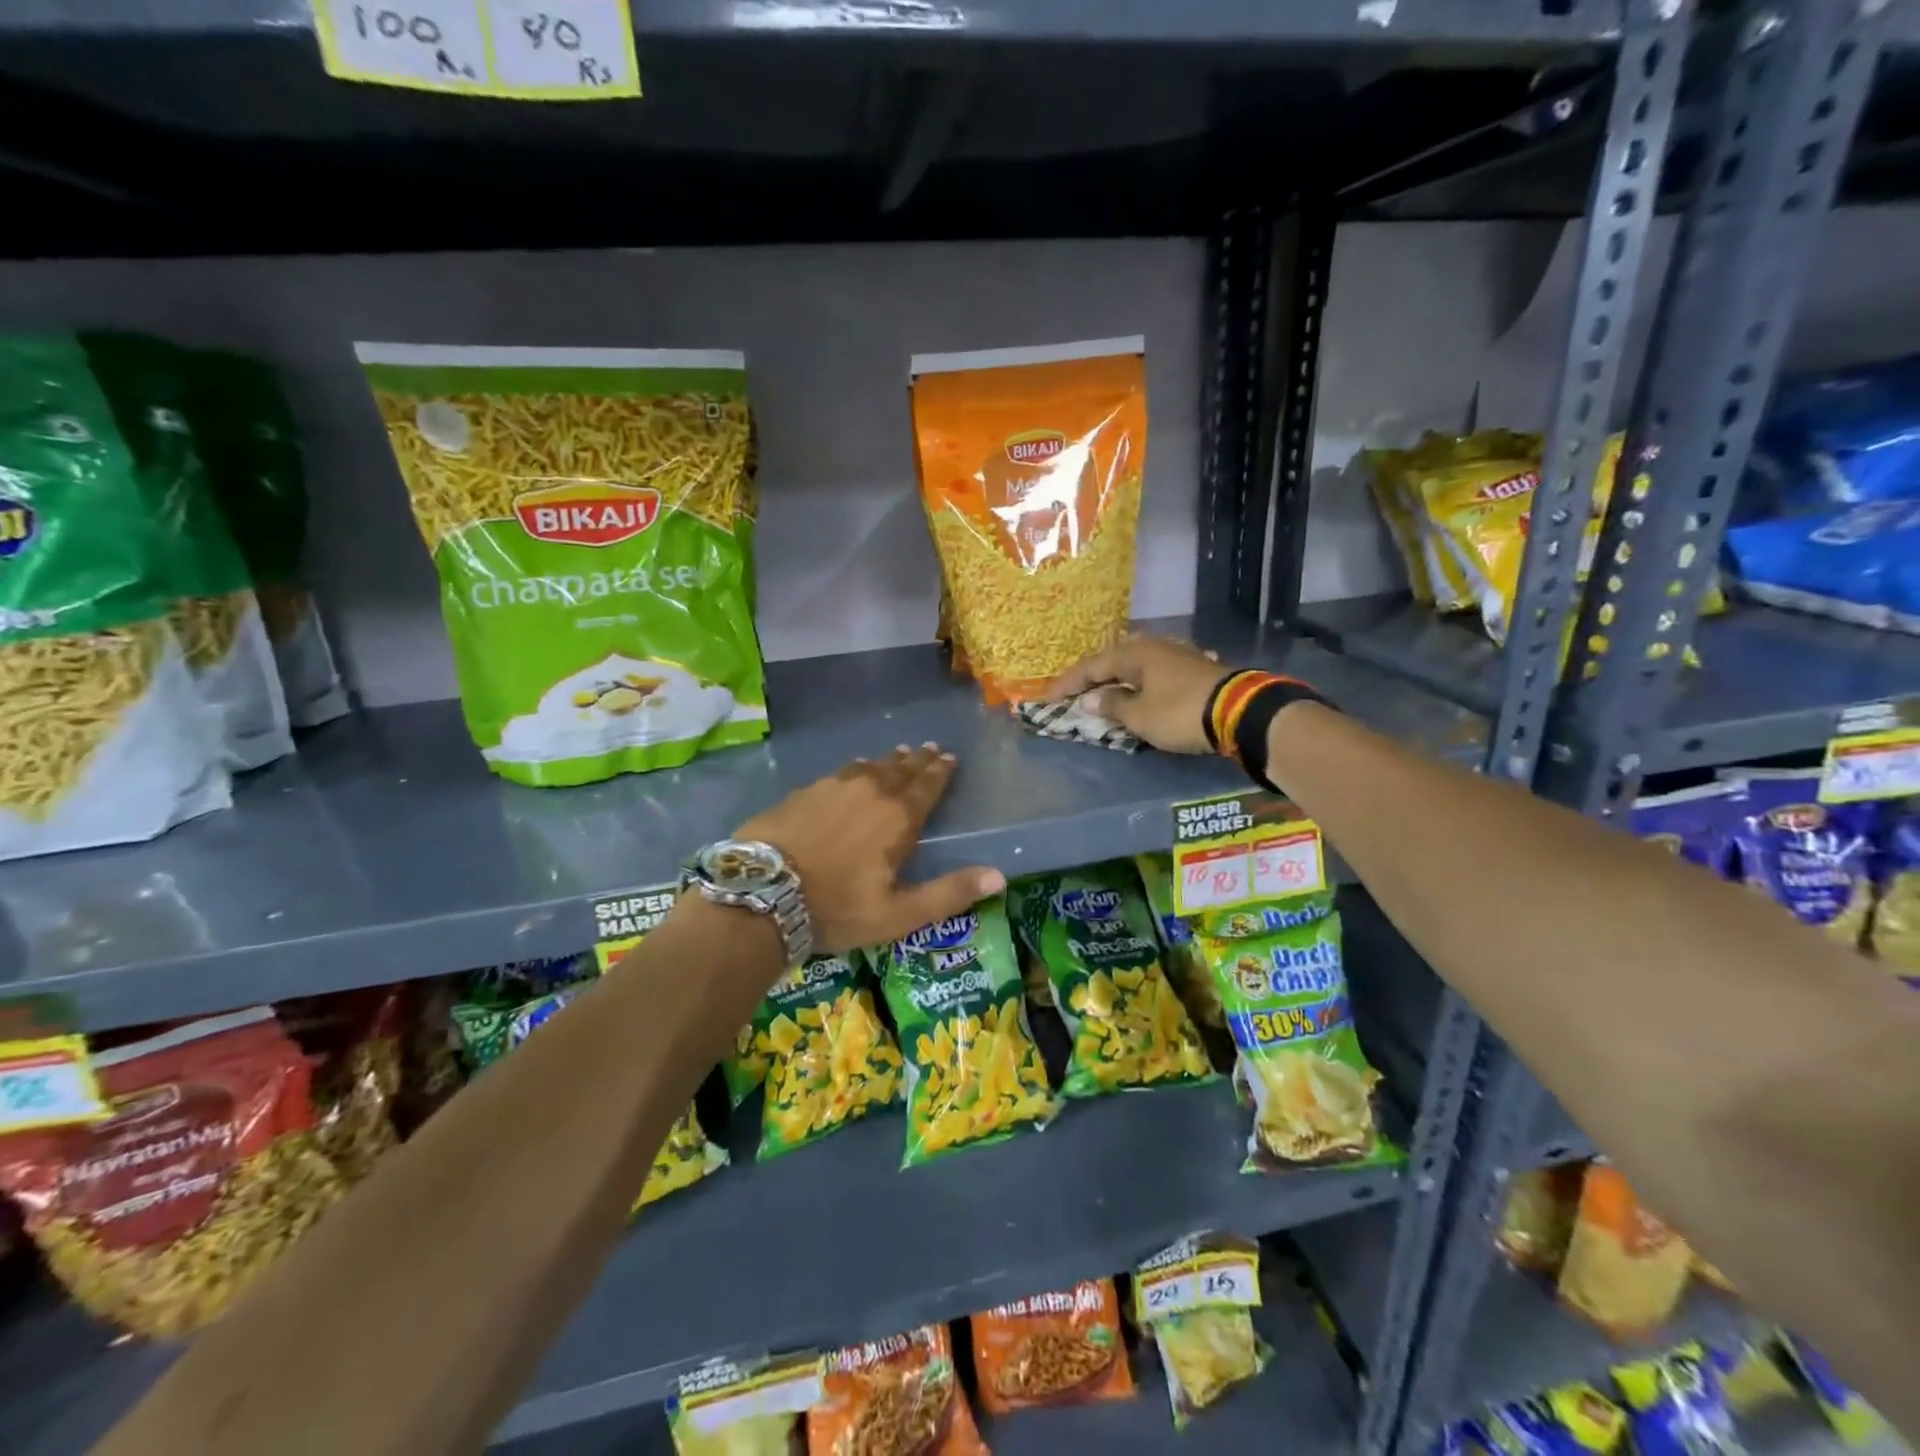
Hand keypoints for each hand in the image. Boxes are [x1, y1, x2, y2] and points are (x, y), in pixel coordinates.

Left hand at [735, 745, 1004, 954]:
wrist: (762, 894)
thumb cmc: (836, 908)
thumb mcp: (899, 913)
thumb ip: (949, 893)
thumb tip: (1000, 877)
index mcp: (898, 818)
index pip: (927, 786)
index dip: (940, 772)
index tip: (949, 758)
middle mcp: (870, 792)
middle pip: (900, 770)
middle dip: (918, 760)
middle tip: (929, 749)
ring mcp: (832, 787)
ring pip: (869, 767)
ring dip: (887, 761)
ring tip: (898, 754)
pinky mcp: (803, 792)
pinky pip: (839, 773)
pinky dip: (854, 770)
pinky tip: (852, 770)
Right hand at [1047, 635, 1231, 754]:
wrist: (1241, 712)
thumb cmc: (1180, 712)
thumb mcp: (1139, 716)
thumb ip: (1112, 705)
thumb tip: (1090, 699)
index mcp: (1134, 653)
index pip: (1090, 666)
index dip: (1067, 684)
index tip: (1047, 699)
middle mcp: (1153, 647)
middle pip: (1113, 660)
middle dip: (1092, 677)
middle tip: (1074, 692)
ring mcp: (1176, 655)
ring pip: (1135, 665)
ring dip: (1117, 680)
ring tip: (1102, 692)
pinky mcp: (1193, 669)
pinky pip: (1153, 674)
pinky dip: (1138, 684)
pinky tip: (1137, 691)